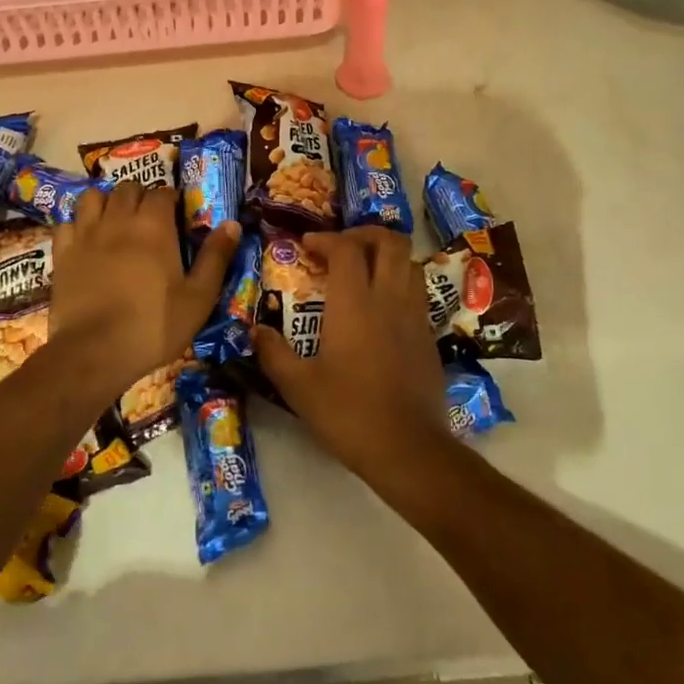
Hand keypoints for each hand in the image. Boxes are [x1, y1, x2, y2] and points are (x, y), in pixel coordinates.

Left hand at [50, 183, 238, 402]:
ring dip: (106, 202)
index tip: (177, 215)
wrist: (94, 353)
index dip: (170, 200)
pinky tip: (85, 240)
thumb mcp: (198, 297)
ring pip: (93, 197)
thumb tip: (232, 223)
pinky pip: (67, 223)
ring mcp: (85, 234)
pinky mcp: (61, 253)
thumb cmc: (153, 326)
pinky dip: (77, 225)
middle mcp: (118, 220)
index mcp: (154, 226)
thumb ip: (215, 257)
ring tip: (115, 220)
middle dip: (140, 196)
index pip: (162, 192)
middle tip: (149, 218)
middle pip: (127, 188)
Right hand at [251, 227, 448, 478]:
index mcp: (355, 304)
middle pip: (389, 241)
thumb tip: (255, 331)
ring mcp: (414, 315)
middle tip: (341, 247)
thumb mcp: (298, 388)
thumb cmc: (349, 414)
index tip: (307, 246)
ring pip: (409, 262)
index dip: (325, 239)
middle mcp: (389, 299)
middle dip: (364, 233)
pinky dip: (399, 282)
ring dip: (385, 255)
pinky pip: (417, 290)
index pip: (346, 249)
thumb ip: (273, 354)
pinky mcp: (428, 336)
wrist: (409, 449)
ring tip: (363, 270)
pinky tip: (381, 306)